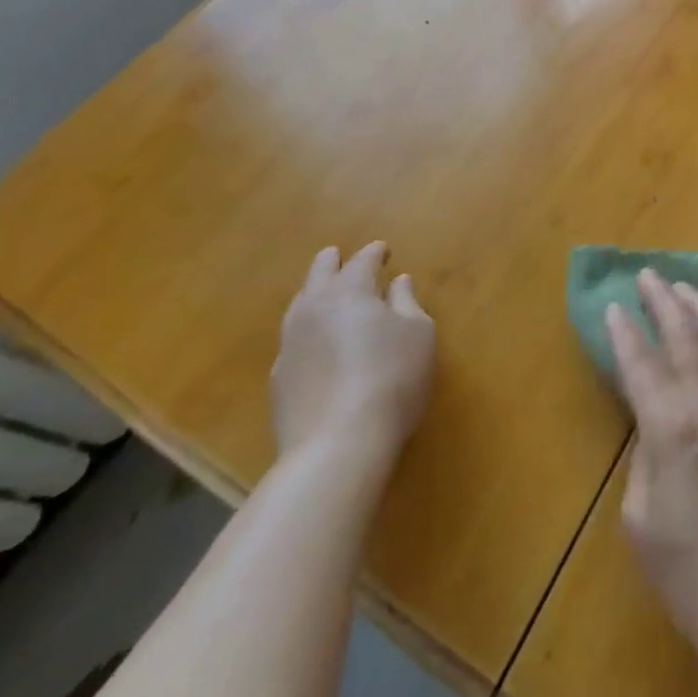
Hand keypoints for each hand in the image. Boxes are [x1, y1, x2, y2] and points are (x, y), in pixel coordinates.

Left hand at [272, 242, 434, 467]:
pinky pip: (294, 339)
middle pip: (319, 272)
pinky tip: (316, 343)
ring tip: (325, 295)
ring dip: (314, 293)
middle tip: (341, 257)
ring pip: (300, 304)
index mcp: (350, 290)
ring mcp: (290, 343)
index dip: (375, 253)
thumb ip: (407, 302)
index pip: (362, 260)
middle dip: (333, 261)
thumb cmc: (391, 378)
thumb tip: (398, 282)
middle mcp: (314, 307)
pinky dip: (307, 330)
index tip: (385, 251)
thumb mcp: (418, 334)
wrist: (337, 445)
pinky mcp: (279, 378)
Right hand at [606, 269, 697, 652]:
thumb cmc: (685, 564)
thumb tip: (652, 416)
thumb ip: (644, 450)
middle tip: (649, 275)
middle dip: (664, 300)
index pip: (642, 362)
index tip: (615, 306)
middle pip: (685, 335)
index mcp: (671, 426)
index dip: (626, 332)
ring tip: (685, 287)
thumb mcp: (639, 511)